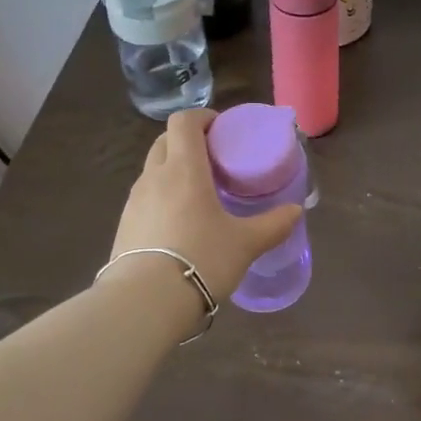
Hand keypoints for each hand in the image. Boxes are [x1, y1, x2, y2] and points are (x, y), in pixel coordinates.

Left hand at [105, 109, 302, 306]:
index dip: (202, 118)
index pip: (184, 121)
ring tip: (198, 193)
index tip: (222, 130)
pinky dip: (162, 197)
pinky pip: (145, 198)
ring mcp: (134, 201)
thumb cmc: (202, 259)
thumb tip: (296, 211)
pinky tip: (179, 224)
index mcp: (184, 168)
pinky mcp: (123, 226)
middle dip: (188, 141)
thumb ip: (274, 224)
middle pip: (165, 141)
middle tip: (214, 159)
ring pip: (153, 170)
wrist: (145, 302)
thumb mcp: (246, 243)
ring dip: (173, 170)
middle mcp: (154, 176)